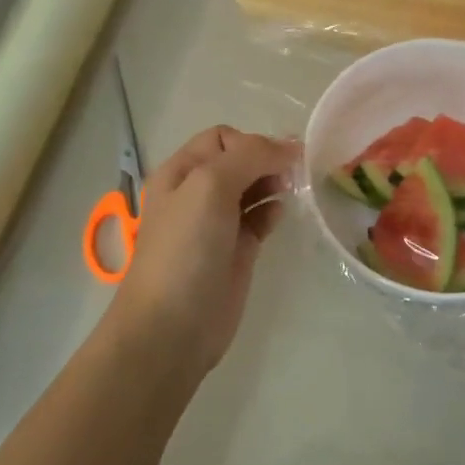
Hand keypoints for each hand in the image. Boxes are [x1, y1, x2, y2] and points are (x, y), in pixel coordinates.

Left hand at [103, 126, 298, 379]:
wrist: (172, 326)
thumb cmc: (185, 249)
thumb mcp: (209, 187)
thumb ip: (248, 157)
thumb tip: (290, 147)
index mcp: (181, 172)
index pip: (222, 138)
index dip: (251, 143)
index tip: (277, 160)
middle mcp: (197, 193)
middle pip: (240, 161)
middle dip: (267, 160)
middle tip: (292, 175)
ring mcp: (217, 223)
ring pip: (253, 188)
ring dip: (274, 183)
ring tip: (290, 192)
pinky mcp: (237, 251)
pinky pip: (260, 218)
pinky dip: (273, 211)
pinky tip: (280, 216)